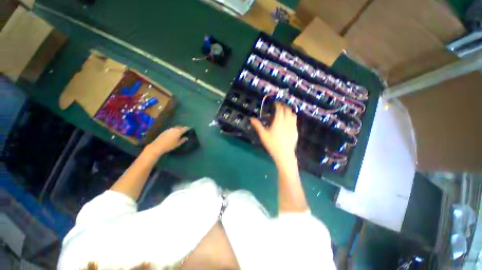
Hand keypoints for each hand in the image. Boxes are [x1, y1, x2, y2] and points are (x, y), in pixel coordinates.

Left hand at [148, 126, 189, 155]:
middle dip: (183, 128)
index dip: (188, 128)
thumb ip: (183, 140)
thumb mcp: (178, 144)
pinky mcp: (165, 131)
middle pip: (180, 126)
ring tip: (180, 132)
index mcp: (179, 131)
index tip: (191, 128)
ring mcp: (169, 129)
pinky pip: (172, 129)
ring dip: (178, 129)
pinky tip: (174, 133)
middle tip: (186, 130)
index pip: (185, 128)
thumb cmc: (170, 145)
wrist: (158, 146)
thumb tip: (186, 137)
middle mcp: (174, 129)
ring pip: (175, 127)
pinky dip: (174, 130)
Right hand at [250, 102, 297, 164]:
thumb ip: (258, 125)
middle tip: (279, 106)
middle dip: (284, 106)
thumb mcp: (263, 135)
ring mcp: (293, 126)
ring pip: (293, 115)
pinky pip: (295, 121)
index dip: (278, 104)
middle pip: (287, 110)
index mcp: (279, 121)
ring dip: (289, 111)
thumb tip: (251, 119)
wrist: (284, 154)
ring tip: (285, 112)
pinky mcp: (296, 131)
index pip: (280, 109)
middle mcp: (287, 121)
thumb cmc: (272, 144)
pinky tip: (289, 121)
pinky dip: (292, 118)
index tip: (275, 102)